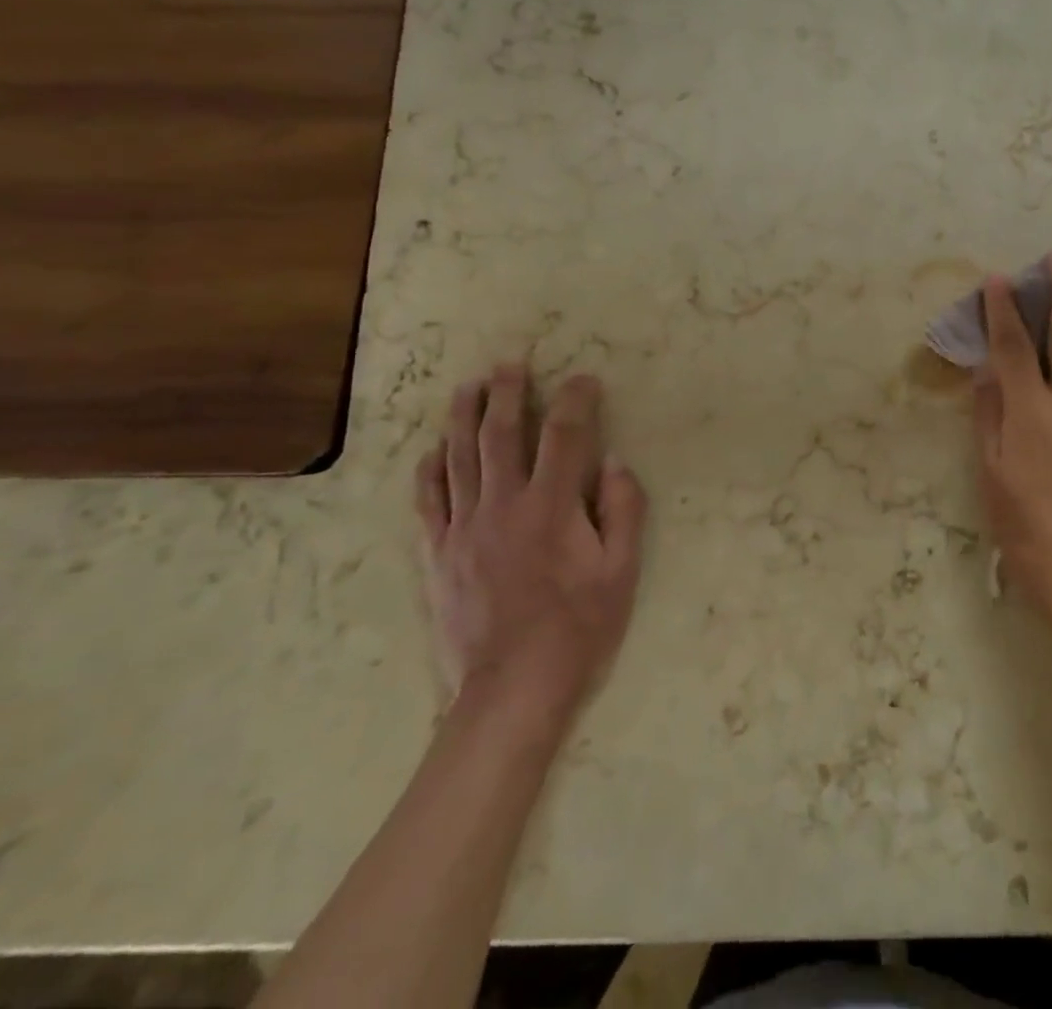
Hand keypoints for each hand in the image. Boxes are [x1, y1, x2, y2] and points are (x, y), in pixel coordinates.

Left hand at [415, 364, 646, 719]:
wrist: (512, 688)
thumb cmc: (578, 627)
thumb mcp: (622, 571)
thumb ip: (623, 510)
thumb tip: (614, 462)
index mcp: (551, 505)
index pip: (565, 435)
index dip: (576, 400)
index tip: (584, 378)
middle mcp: (503, 504)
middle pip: (502, 434)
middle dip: (508, 392)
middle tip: (509, 362)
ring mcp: (463, 528)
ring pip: (459, 458)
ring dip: (464, 417)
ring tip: (467, 387)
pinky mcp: (438, 554)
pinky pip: (428, 501)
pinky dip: (429, 470)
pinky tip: (432, 450)